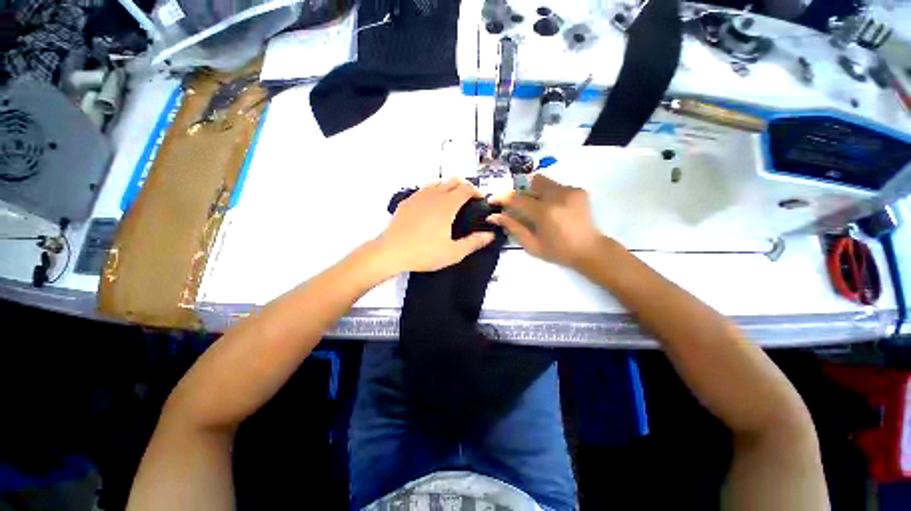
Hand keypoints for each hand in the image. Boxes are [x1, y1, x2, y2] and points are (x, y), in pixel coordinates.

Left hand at [376, 178, 495, 272]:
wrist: (391, 252)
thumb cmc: (423, 252)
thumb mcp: (453, 252)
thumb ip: (473, 243)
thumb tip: (489, 235)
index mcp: (447, 205)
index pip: (466, 189)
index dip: (477, 191)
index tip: (481, 199)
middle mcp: (433, 196)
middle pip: (453, 180)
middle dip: (464, 186)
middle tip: (469, 197)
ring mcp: (418, 196)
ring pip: (437, 182)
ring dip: (448, 186)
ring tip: (452, 198)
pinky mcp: (407, 201)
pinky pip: (424, 189)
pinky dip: (433, 191)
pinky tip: (431, 203)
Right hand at [489, 174, 602, 267]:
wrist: (589, 249)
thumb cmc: (558, 251)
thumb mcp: (531, 245)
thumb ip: (513, 227)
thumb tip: (495, 216)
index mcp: (544, 213)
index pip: (517, 199)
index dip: (502, 198)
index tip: (492, 199)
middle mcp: (557, 196)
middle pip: (531, 182)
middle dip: (522, 192)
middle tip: (520, 206)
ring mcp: (570, 191)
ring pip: (544, 182)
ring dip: (535, 193)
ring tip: (538, 208)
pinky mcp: (578, 190)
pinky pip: (556, 186)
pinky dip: (549, 195)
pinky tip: (553, 209)